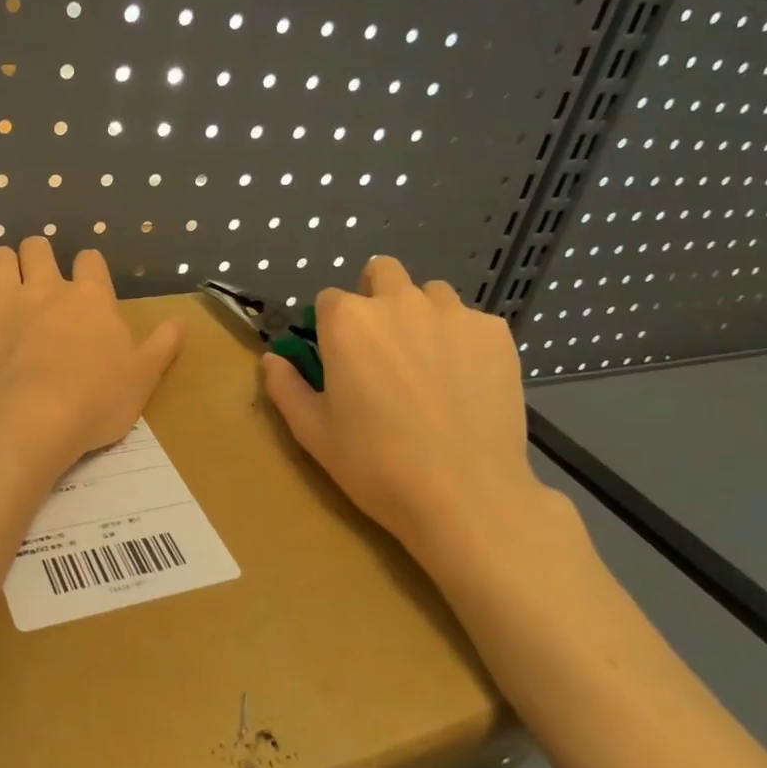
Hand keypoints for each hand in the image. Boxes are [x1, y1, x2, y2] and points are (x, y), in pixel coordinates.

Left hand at [0, 237, 183, 477]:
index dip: (89, 268)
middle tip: (42, 282)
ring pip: (0, 257)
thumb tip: (182, 321)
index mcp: (91, 297)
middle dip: (40, 257)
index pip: (90, 260)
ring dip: (5, 266)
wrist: (26, 421)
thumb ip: (162, 346)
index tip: (88, 284)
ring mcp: (4, 300)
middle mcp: (46, 287)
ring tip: (9, 288)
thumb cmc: (94, 401)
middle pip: (38, 248)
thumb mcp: (142, 378)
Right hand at [260, 256, 546, 558]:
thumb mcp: (314, 433)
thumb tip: (271, 359)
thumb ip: (286, 387)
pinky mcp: (495, 333)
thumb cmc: (376, 465)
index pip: (329, 299)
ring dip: (421, 314)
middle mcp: (399, 303)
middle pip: (382, 272)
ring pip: (430, 293)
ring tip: (427, 363)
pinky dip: (462, 340)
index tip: (338, 355)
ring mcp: (453, 314)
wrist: (464, 495)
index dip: (330, 326)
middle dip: (375, 296)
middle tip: (381, 346)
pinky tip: (464, 382)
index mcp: (348, 323)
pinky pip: (471, 321)